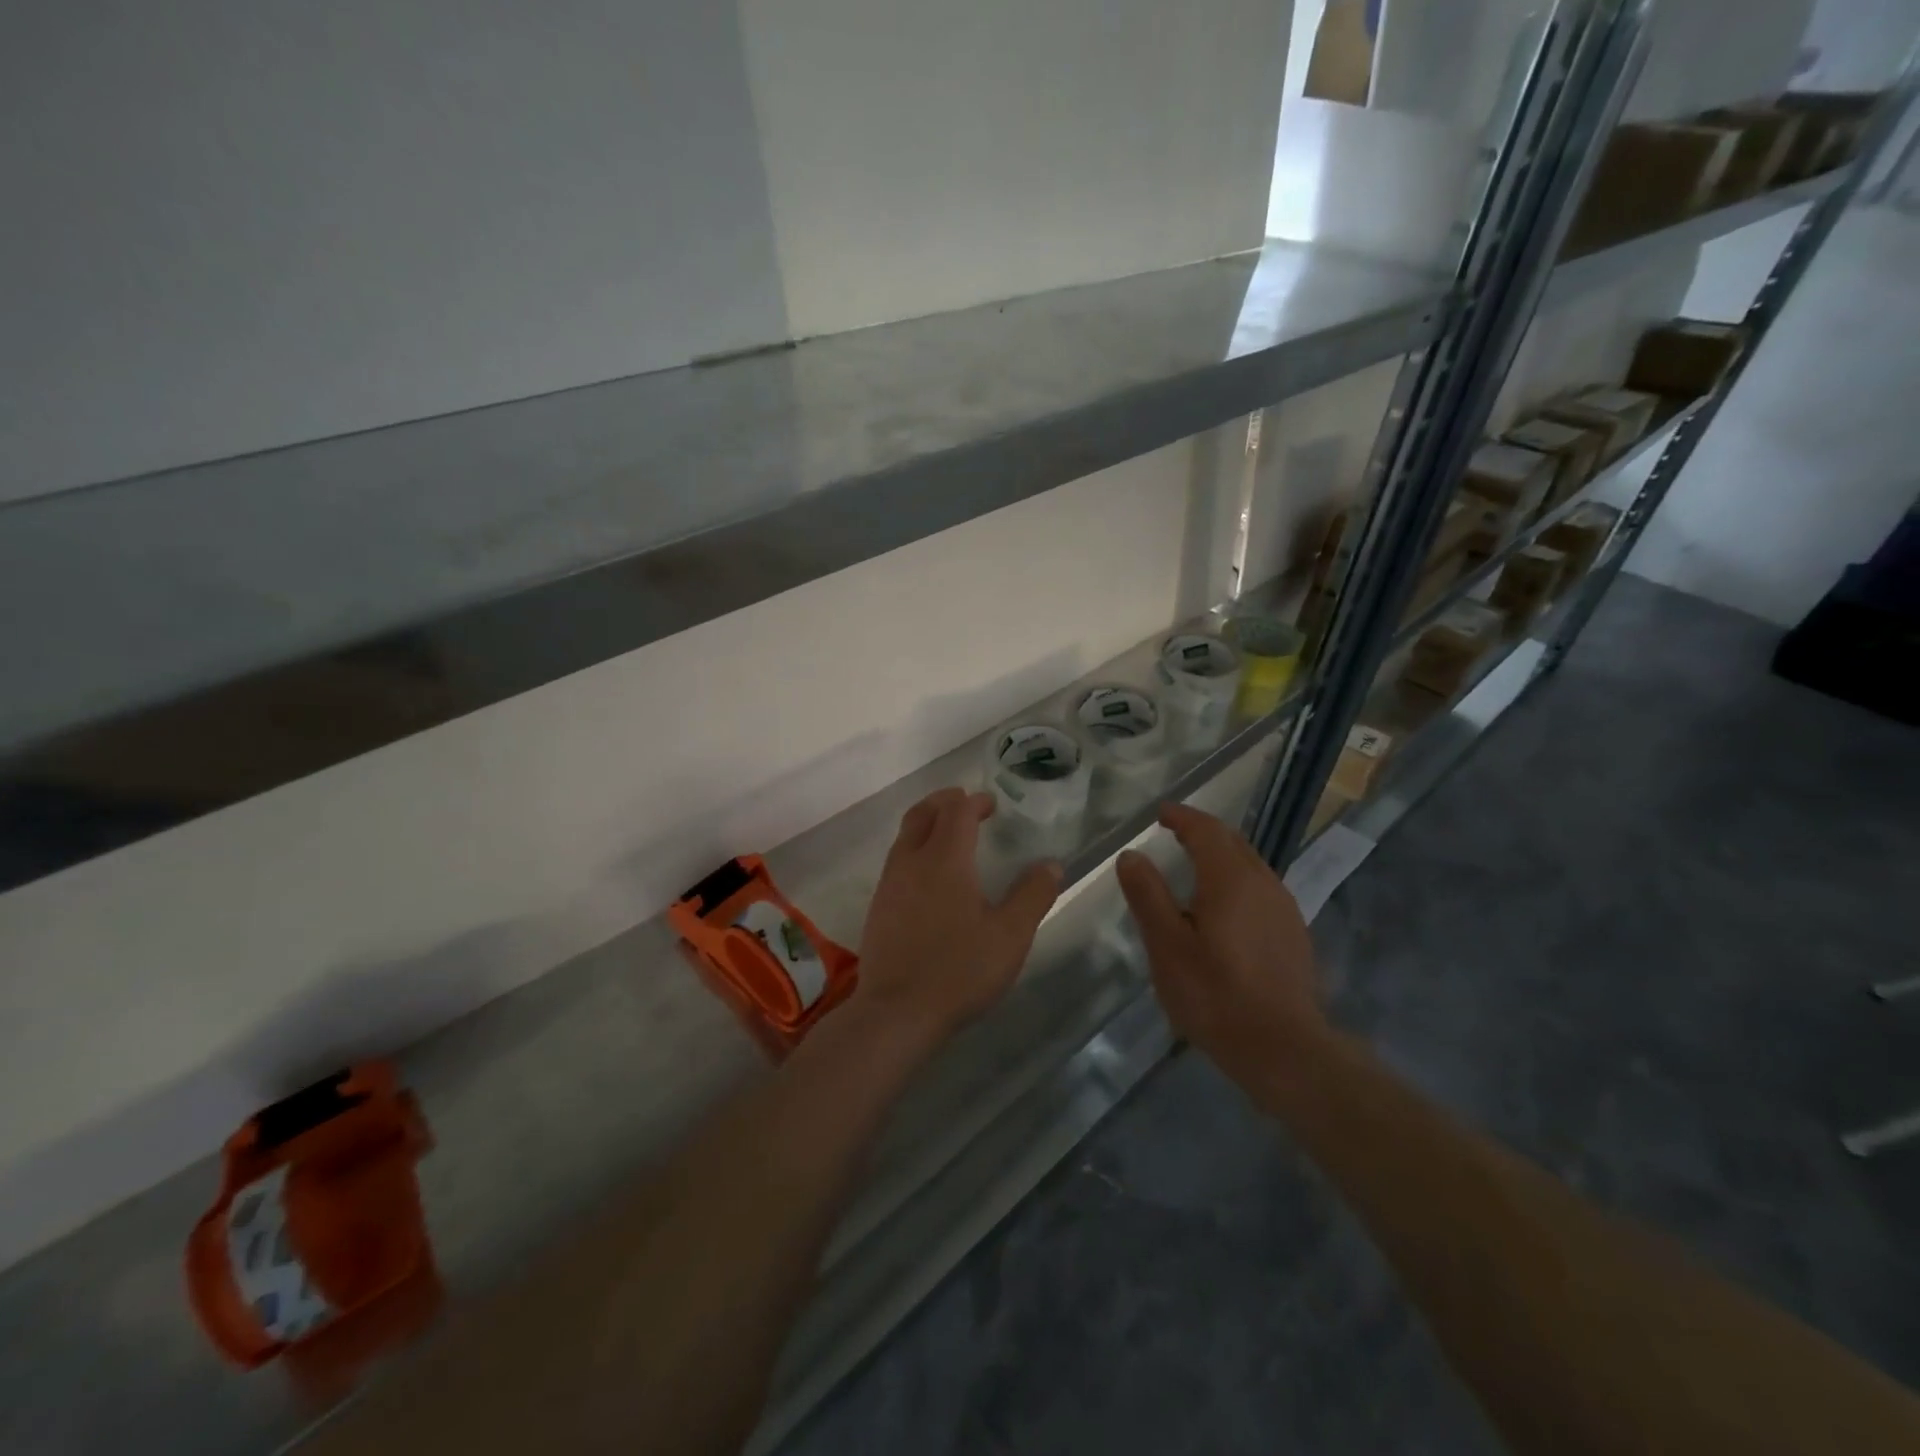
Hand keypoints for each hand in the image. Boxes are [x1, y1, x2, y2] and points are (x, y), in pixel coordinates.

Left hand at [854, 788, 1061, 1045]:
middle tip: (965, 804)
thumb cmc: (959, 969)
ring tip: (948, 834)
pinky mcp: (878, 907)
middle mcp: (911, 861)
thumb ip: (1033, 895)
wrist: (897, 1012)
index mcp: (945, 859)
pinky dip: (914, 848)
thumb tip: (1051, 864)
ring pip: (905, 836)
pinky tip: (928, 876)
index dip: (975, 802)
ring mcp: (889, 884)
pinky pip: (896, 860)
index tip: (991, 804)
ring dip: (926, 823)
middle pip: (922, 813)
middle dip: (944, 801)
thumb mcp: (1010, 936)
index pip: (957, 812)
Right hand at [1116, 802, 1327, 1089]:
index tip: (1160, 813)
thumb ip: (1147, 894)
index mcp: (1230, 878)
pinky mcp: (1293, 933)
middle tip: (1173, 832)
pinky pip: (1260, 888)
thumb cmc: (1215, 995)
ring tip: (1193, 865)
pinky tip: (1223, 906)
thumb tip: (1131, 855)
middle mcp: (1263, 882)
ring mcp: (1284, 908)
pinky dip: (1236, 880)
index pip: (1205, 830)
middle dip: (1202, 831)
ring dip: (1221, 855)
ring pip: (1250, 864)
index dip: (1181, 817)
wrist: (1284, 1049)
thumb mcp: (1167, 945)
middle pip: (1232, 841)